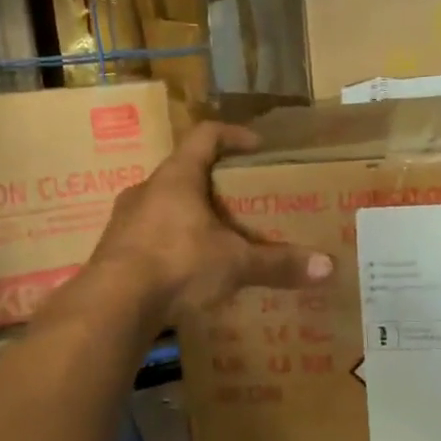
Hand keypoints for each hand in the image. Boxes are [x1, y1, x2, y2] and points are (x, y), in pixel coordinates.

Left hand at [93, 121, 332, 316]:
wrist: (113, 304)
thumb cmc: (178, 264)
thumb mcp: (235, 263)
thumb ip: (279, 264)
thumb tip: (328, 268)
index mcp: (177, 177)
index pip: (206, 136)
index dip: (233, 135)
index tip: (256, 146)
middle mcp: (147, 190)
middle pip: (184, 172)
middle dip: (214, 184)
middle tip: (241, 202)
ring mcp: (125, 220)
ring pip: (164, 206)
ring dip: (190, 217)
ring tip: (216, 239)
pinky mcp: (114, 251)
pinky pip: (149, 237)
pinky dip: (172, 246)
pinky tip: (187, 271)